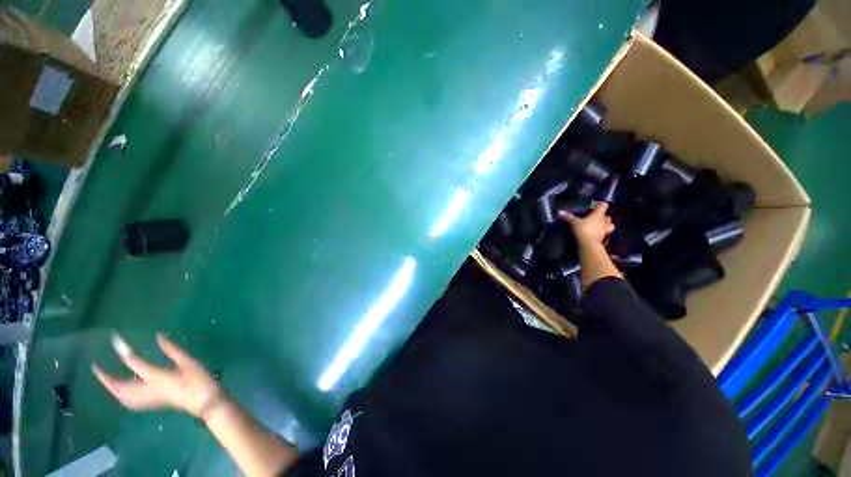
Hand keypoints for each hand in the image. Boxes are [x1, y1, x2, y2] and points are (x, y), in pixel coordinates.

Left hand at [92, 333, 222, 417]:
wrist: (203, 401)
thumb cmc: (198, 379)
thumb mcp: (188, 361)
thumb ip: (172, 350)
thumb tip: (158, 336)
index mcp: (155, 377)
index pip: (133, 361)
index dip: (122, 349)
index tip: (114, 338)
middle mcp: (145, 390)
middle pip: (118, 385)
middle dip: (105, 377)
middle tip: (96, 366)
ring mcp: (145, 399)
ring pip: (119, 395)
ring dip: (110, 386)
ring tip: (105, 377)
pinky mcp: (148, 404)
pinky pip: (126, 400)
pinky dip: (118, 393)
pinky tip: (120, 390)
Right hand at [559, 202, 614, 246]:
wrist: (589, 244)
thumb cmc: (583, 229)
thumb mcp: (574, 222)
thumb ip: (569, 217)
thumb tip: (560, 212)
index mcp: (598, 215)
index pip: (604, 206)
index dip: (601, 204)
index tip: (596, 205)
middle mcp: (604, 221)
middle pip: (608, 217)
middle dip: (604, 217)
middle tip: (598, 217)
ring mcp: (605, 230)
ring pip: (610, 225)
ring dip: (607, 225)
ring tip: (601, 226)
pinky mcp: (603, 238)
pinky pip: (605, 233)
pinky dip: (602, 233)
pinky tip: (597, 233)